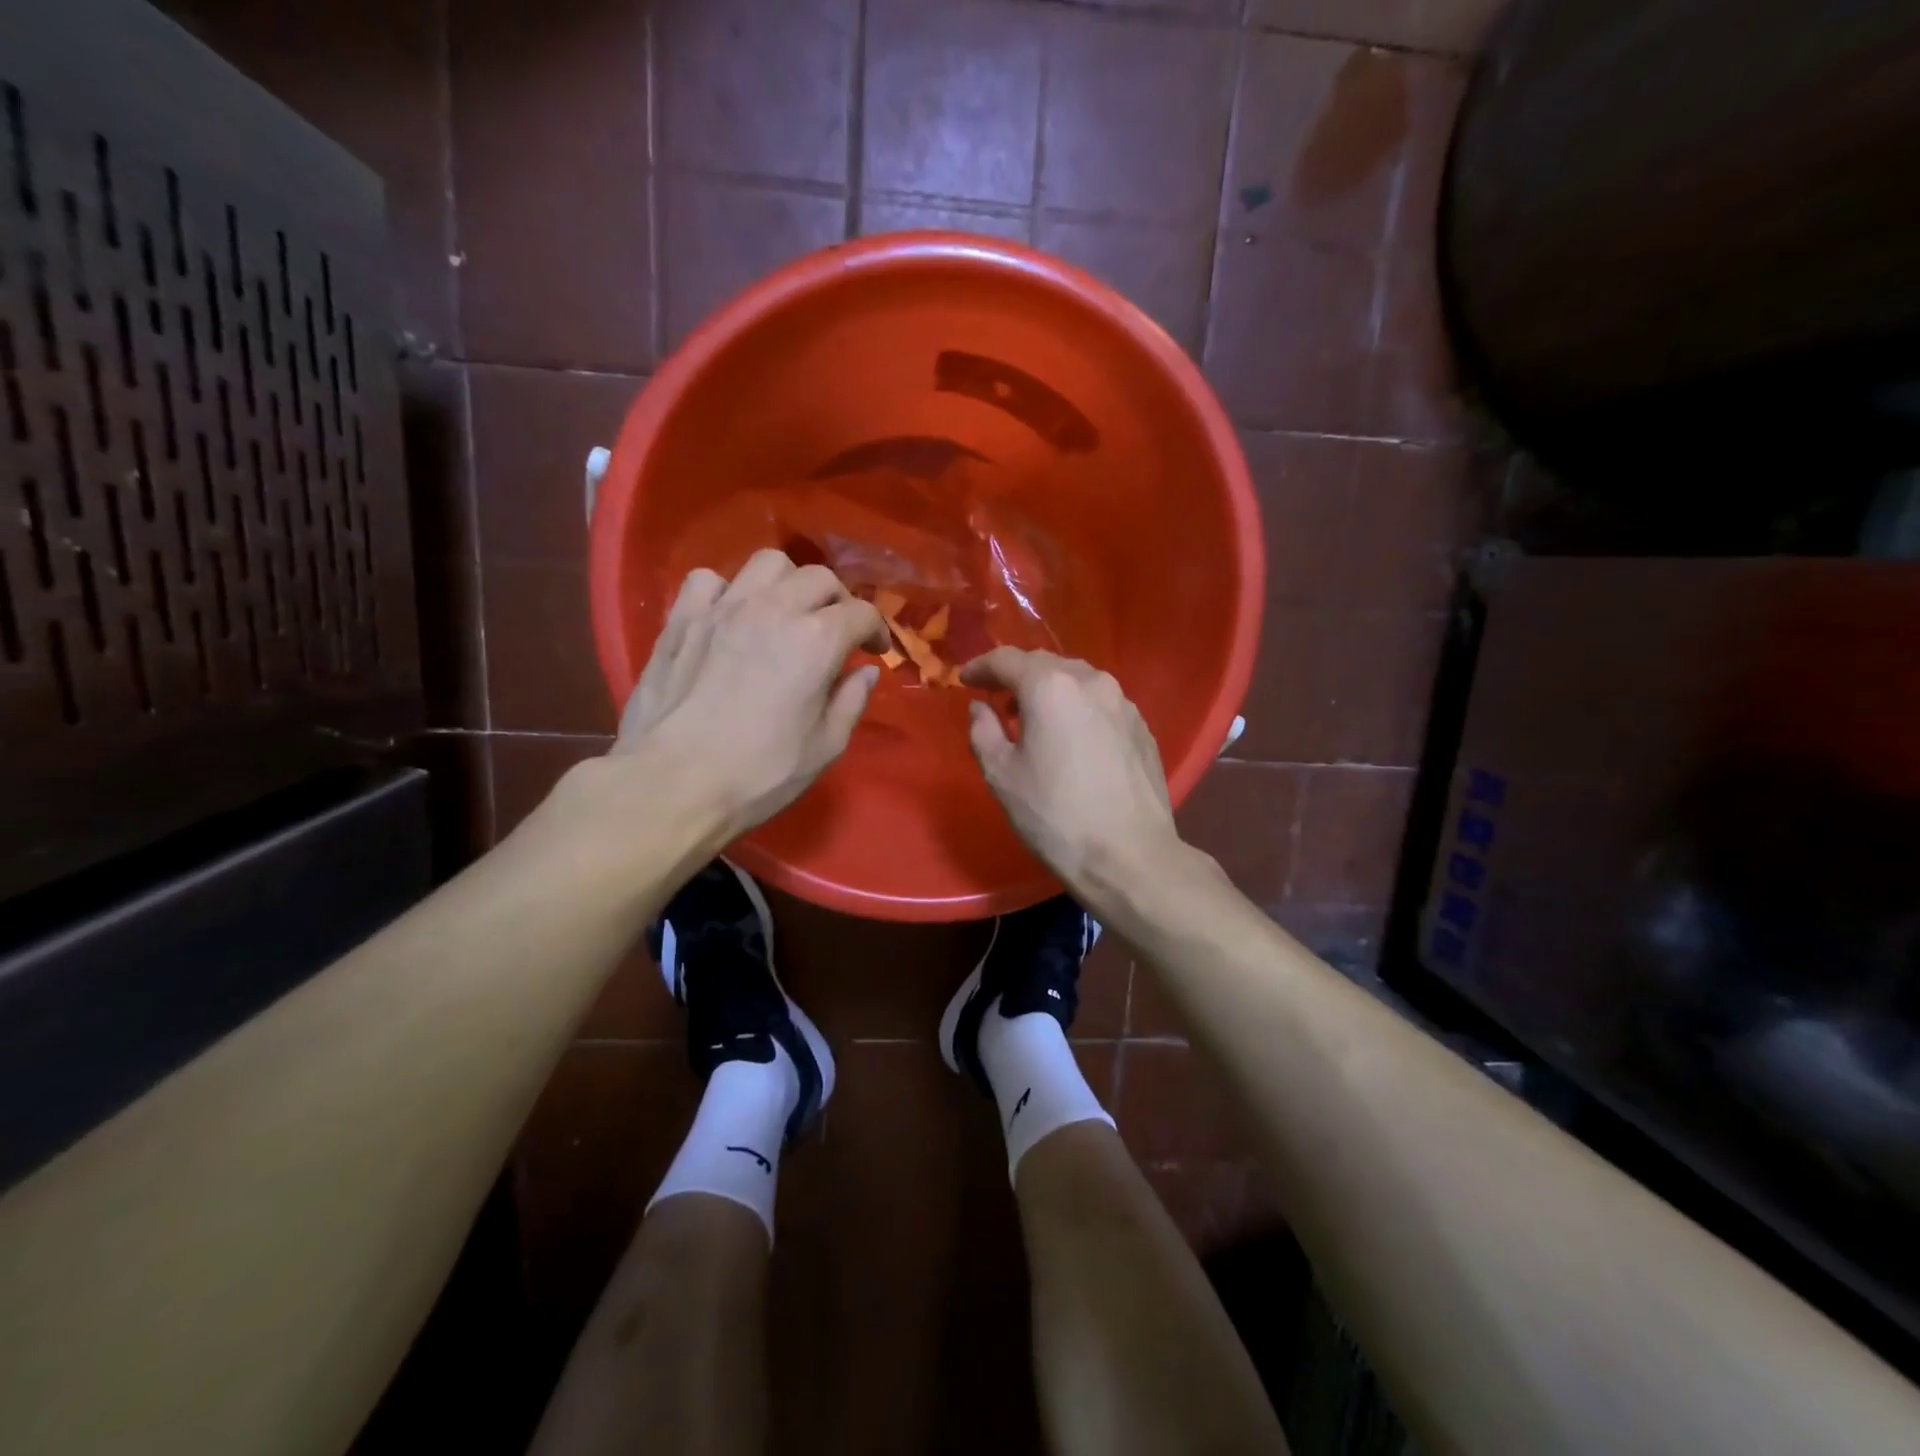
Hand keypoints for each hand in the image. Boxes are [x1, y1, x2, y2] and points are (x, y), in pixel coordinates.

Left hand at [615, 550, 888, 838]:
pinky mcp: (681, 619)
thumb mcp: (825, 747)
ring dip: (788, 583)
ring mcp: (723, 608)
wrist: (673, 783)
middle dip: (838, 601)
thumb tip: (864, 672)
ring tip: (786, 613)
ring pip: (767, 564)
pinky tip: (730, 617)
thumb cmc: (760, 773)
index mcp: (817, 640)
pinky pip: (708, 580)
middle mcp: (774, 609)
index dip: (876, 629)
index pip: (861, 613)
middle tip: (836, 632)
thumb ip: (851, 701)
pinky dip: (727, 591)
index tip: (875, 651)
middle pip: (819, 578)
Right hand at [960, 648, 1185, 898]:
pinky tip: (1071, 739)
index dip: (981, 667)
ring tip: (1034, 720)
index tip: (965, 681)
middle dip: (1017, 677)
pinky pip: (1100, 704)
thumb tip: (981, 708)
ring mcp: (1123, 703)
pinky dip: (1077, 709)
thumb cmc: (1055, 815)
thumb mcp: (1001, 775)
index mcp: (1051, 687)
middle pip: (1045, 664)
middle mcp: (1091, 681)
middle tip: (997, 700)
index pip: (1007, 659)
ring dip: (1050, 691)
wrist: (1129, 856)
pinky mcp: (1142, 727)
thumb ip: (983, 731)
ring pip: (1077, 681)